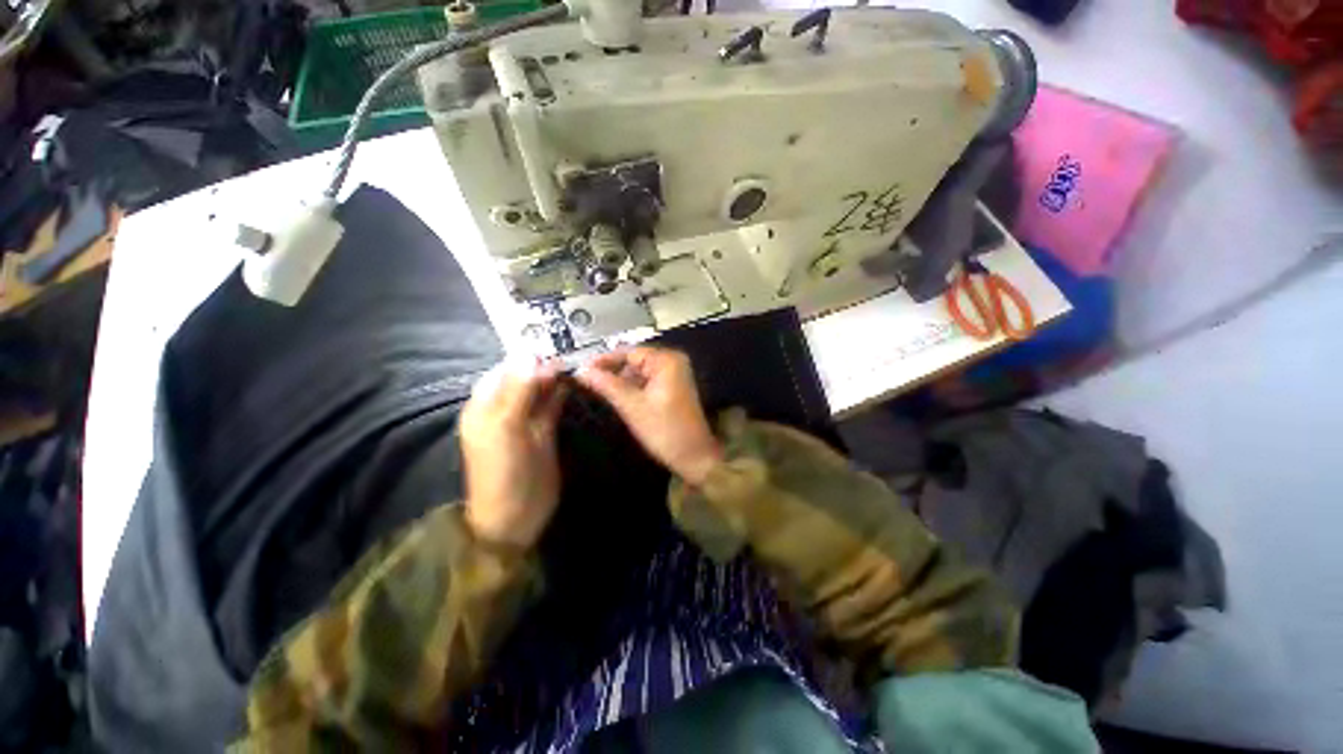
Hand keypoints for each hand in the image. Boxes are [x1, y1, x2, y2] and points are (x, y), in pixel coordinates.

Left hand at [460, 359, 567, 547]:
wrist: (517, 514)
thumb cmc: (503, 469)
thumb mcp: (506, 427)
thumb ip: (519, 390)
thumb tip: (530, 354)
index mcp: (484, 406)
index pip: (503, 371)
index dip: (523, 358)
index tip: (549, 344)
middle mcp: (503, 410)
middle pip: (522, 379)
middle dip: (541, 366)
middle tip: (566, 352)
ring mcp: (525, 421)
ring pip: (539, 391)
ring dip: (553, 378)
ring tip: (572, 362)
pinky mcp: (544, 431)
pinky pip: (551, 406)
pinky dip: (560, 393)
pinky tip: (572, 382)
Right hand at [575, 347, 722, 485]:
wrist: (694, 457)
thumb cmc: (665, 431)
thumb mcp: (632, 407)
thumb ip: (607, 385)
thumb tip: (581, 370)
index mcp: (667, 360)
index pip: (629, 352)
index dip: (603, 360)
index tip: (580, 368)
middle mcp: (672, 362)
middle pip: (633, 361)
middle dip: (610, 371)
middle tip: (583, 379)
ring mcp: (674, 375)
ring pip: (638, 372)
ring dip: (619, 380)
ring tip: (594, 388)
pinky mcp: (672, 388)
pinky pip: (646, 382)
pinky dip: (630, 388)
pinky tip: (614, 395)